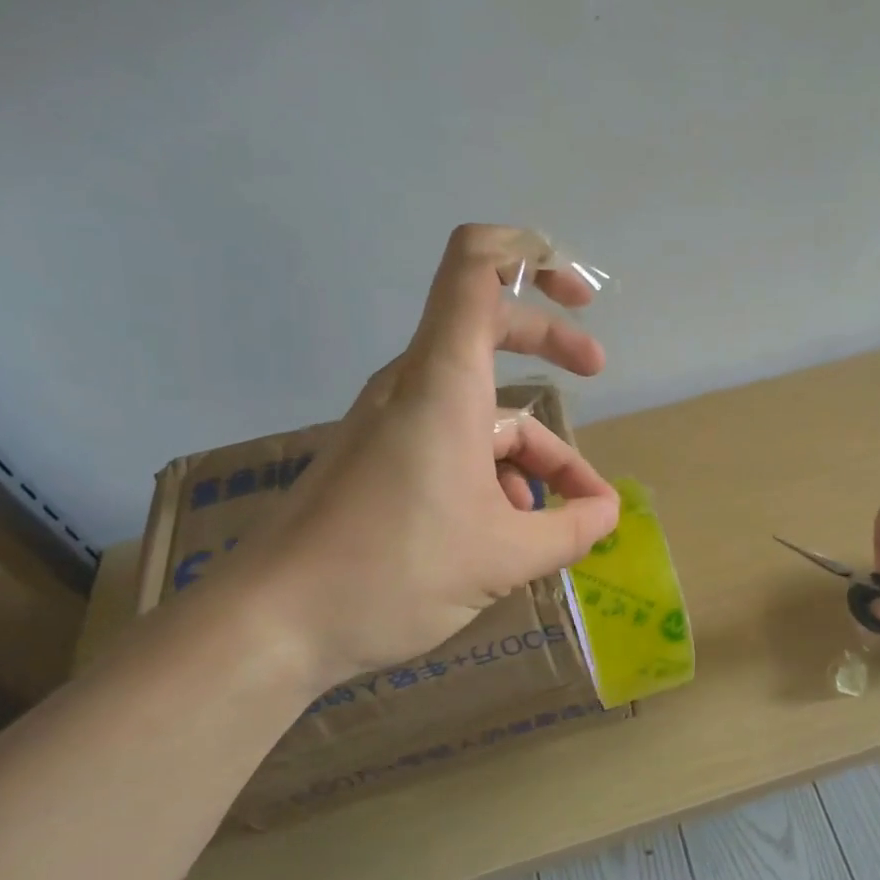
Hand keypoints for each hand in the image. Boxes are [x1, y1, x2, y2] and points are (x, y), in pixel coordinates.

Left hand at [232, 224, 620, 690]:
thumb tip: (606, 514)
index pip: (475, 268)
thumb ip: (571, 530)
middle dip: (551, 344)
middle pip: (489, 326)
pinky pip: (452, 441)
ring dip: (531, 447)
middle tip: (597, 371)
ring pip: (480, 406)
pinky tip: (513, 526)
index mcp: (443, 383)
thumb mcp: (505, 556)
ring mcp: (393, 422)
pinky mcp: (381, 458)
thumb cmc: (393, 573)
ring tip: (566, 513)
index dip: (530, 256)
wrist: (272, 624)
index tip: (578, 295)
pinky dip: (494, 470)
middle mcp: (415, 386)